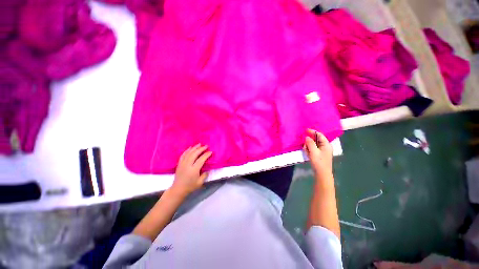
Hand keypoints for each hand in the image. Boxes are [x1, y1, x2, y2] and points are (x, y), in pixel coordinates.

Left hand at [171, 144, 211, 195]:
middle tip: (206, 146)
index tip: (210, 152)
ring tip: (199, 144)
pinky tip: (190, 147)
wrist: (178, 189)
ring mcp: (182, 164)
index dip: (206, 155)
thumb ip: (205, 175)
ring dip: (194, 148)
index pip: (201, 159)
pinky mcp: (179, 164)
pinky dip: (187, 150)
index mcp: (194, 170)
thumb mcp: (200, 182)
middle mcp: (188, 165)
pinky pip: (183, 155)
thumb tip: (208, 169)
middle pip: (194, 154)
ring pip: (189, 153)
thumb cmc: (190, 186)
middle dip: (201, 149)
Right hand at [303, 129, 332, 177]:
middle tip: (304, 143)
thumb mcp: (313, 152)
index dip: (312, 132)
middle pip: (317, 139)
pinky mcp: (320, 154)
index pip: (319, 135)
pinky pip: (314, 149)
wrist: (322, 174)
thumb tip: (307, 137)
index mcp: (326, 144)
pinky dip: (310, 149)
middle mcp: (326, 146)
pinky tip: (308, 153)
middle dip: (310, 140)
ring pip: (314, 144)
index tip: (305, 130)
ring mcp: (323, 151)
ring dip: (309, 146)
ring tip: (306, 150)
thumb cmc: (318, 162)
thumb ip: (310, 143)